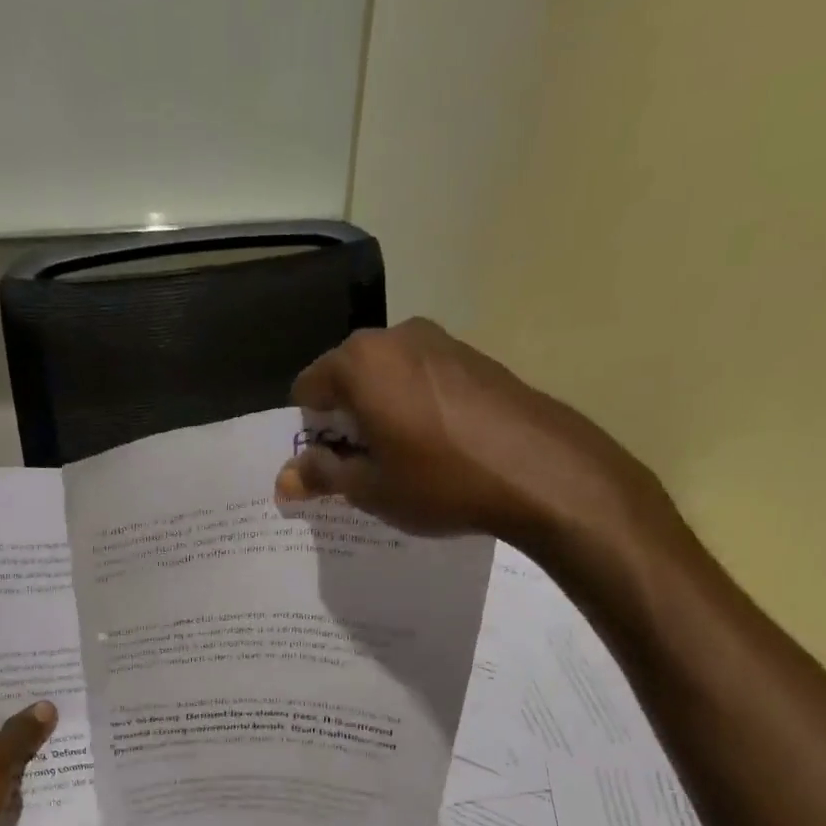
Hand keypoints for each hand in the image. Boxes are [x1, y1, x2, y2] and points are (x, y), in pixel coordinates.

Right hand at [275, 319, 681, 571]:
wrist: (541, 472)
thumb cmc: (440, 481)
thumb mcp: (371, 489)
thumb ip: (322, 475)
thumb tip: (284, 478)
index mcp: (360, 362)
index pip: (307, 388)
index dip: (310, 430)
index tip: (330, 464)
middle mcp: (396, 336)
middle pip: (348, 377)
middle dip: (345, 419)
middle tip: (363, 466)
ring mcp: (441, 341)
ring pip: (388, 377)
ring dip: (382, 412)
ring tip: (404, 459)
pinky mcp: (476, 356)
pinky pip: (424, 378)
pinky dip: (416, 406)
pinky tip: (440, 446)